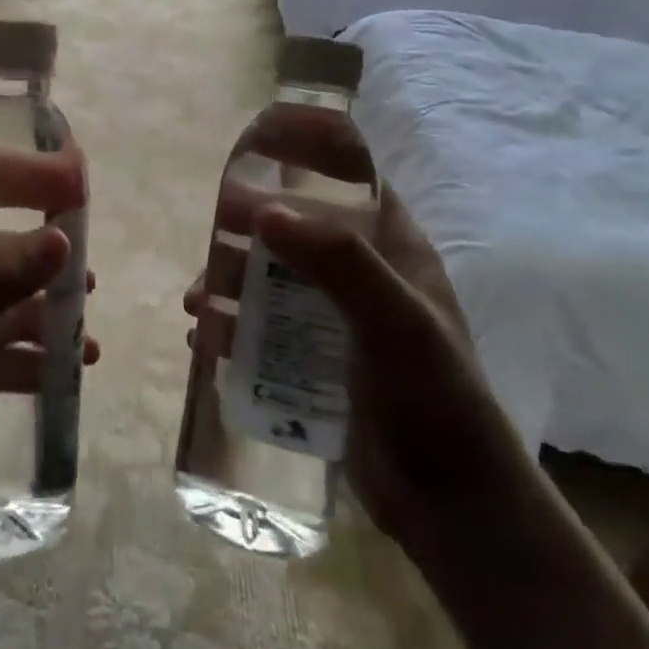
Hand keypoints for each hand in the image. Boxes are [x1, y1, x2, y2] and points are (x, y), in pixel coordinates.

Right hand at [185, 108, 523, 542]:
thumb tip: (262, 209)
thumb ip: (338, 263)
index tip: (256, 141)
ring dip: (229, 282)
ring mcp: (335, 317)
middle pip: (295, 225)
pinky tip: (206, 341)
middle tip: (212, 237)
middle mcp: (362, 273)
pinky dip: (230, 325)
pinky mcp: (313, 358)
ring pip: (270, 278)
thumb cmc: (436, 402)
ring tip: (196, 304)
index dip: (307, 149)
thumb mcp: (397, 324)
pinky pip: (262, 326)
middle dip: (249, 225)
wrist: (452, 507)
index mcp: (393, 247)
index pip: (350, 175)